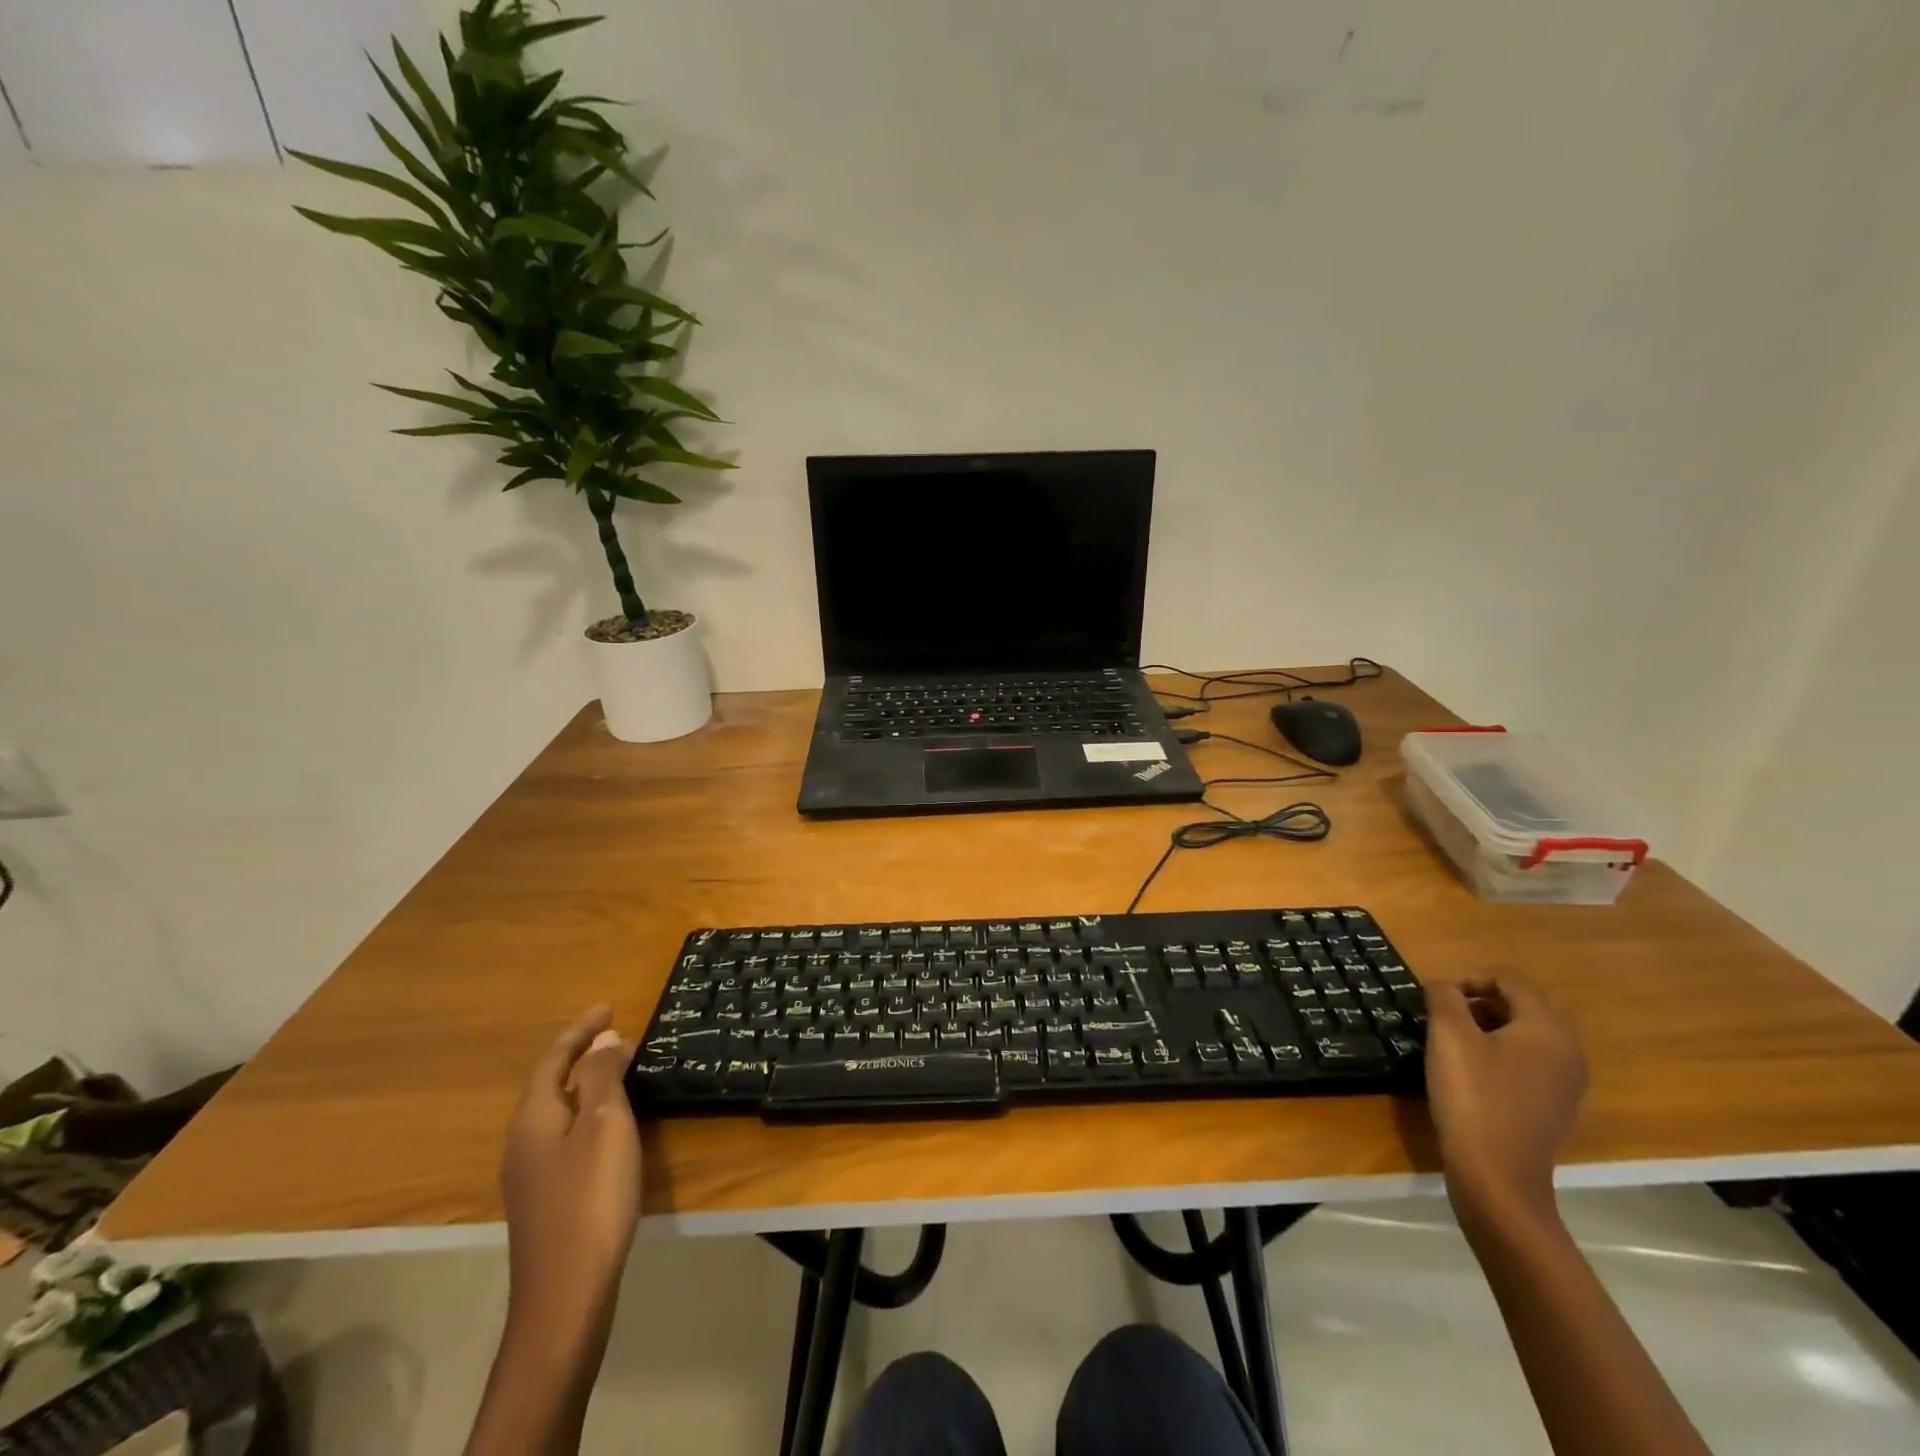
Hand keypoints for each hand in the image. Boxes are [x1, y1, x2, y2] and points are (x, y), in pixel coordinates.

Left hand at [499, 1005, 641, 1328]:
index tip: (609, 1006)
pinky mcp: (546, 1200)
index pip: (553, 1059)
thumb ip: (601, 1077)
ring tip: (618, 1072)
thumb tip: (603, 1039)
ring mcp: (530, 1175)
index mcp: (533, 1117)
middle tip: (617, 1035)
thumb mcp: (604, 1124)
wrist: (567, 1293)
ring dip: (585, 1085)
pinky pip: (565, 1136)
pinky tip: (610, 1127)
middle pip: (550, 1084)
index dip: (580, 1030)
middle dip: (581, 1055)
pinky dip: (587, 1115)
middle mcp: (522, 1142)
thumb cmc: (590, 1196)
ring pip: (557, 1112)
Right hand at [1424, 976, 1587, 1223]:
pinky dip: (1502, 1054)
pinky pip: (1531, 1063)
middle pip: (1527, 1005)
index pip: (1513, 981)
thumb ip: (1444, 997)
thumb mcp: (1448, 1036)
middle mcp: (1568, 1052)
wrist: (1497, 1176)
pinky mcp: (1554, 1107)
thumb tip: (1444, 985)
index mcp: (1548, 1029)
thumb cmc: (1472, 1096)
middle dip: (1485, 1001)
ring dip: (1492, 1026)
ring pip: (1529, 1035)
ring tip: (1454, 1041)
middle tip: (1447, 1014)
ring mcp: (1566, 1084)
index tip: (1439, 996)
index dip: (1472, 978)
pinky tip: (1472, 1072)